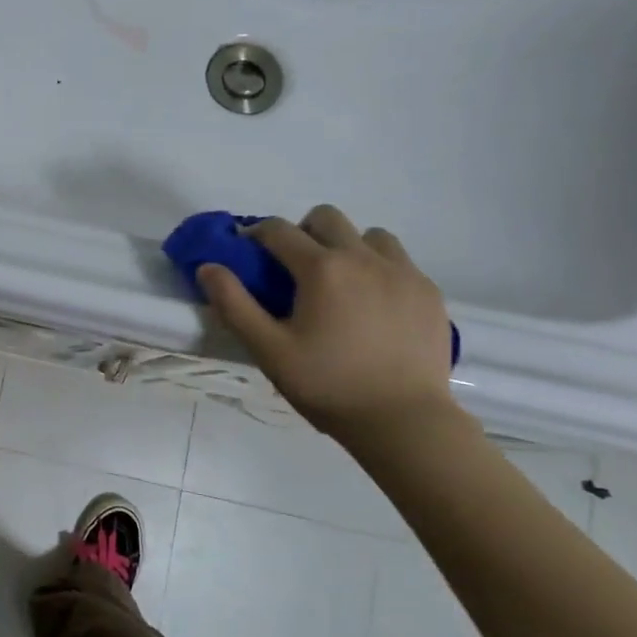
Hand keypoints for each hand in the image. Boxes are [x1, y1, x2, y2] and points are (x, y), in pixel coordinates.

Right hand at [197, 205, 455, 443]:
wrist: (403, 419)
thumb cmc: (327, 384)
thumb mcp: (268, 349)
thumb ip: (234, 303)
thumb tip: (208, 267)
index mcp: (321, 268)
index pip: (278, 230)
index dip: (255, 235)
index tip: (247, 253)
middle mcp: (363, 257)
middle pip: (326, 217)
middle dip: (302, 232)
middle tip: (294, 269)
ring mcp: (403, 272)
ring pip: (368, 235)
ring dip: (346, 246)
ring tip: (339, 284)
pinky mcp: (428, 291)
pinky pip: (398, 261)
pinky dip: (378, 268)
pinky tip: (372, 304)